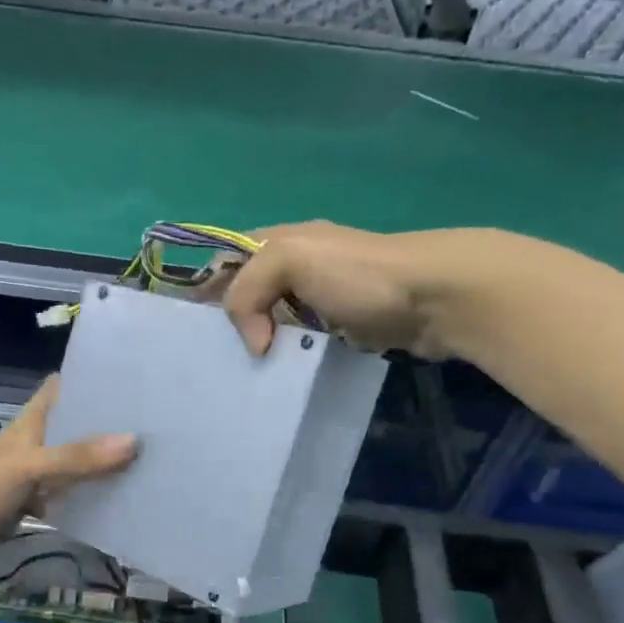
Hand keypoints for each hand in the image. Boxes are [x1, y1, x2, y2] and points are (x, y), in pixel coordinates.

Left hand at [0, 376, 135, 579]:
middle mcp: (30, 447)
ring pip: (70, 466)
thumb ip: (76, 457)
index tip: (128, 375)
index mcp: (27, 425)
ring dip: (98, 464)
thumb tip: (134, 441)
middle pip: (71, 429)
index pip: (58, 391)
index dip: (87, 379)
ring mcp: (28, 480)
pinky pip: (62, 500)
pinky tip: (114, 501)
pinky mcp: (25, 510)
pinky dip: (84, 499)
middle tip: (152, 423)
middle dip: (104, 425)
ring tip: (146, 460)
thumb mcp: (27, 468)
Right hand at [221, 221, 541, 357]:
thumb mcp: (292, 260)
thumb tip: (255, 344)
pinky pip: (299, 346)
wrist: (437, 297)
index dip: (202, 292)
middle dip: (226, 327)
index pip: (224, 263)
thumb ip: (249, 290)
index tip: (186, 334)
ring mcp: (319, 299)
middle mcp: (295, 268)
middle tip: (210, 364)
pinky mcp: (340, 329)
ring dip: (255, 348)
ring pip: (271, 325)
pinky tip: (275, 381)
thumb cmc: (360, 274)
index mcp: (278, 241)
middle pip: (246, 297)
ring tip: (237, 379)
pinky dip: (285, 361)